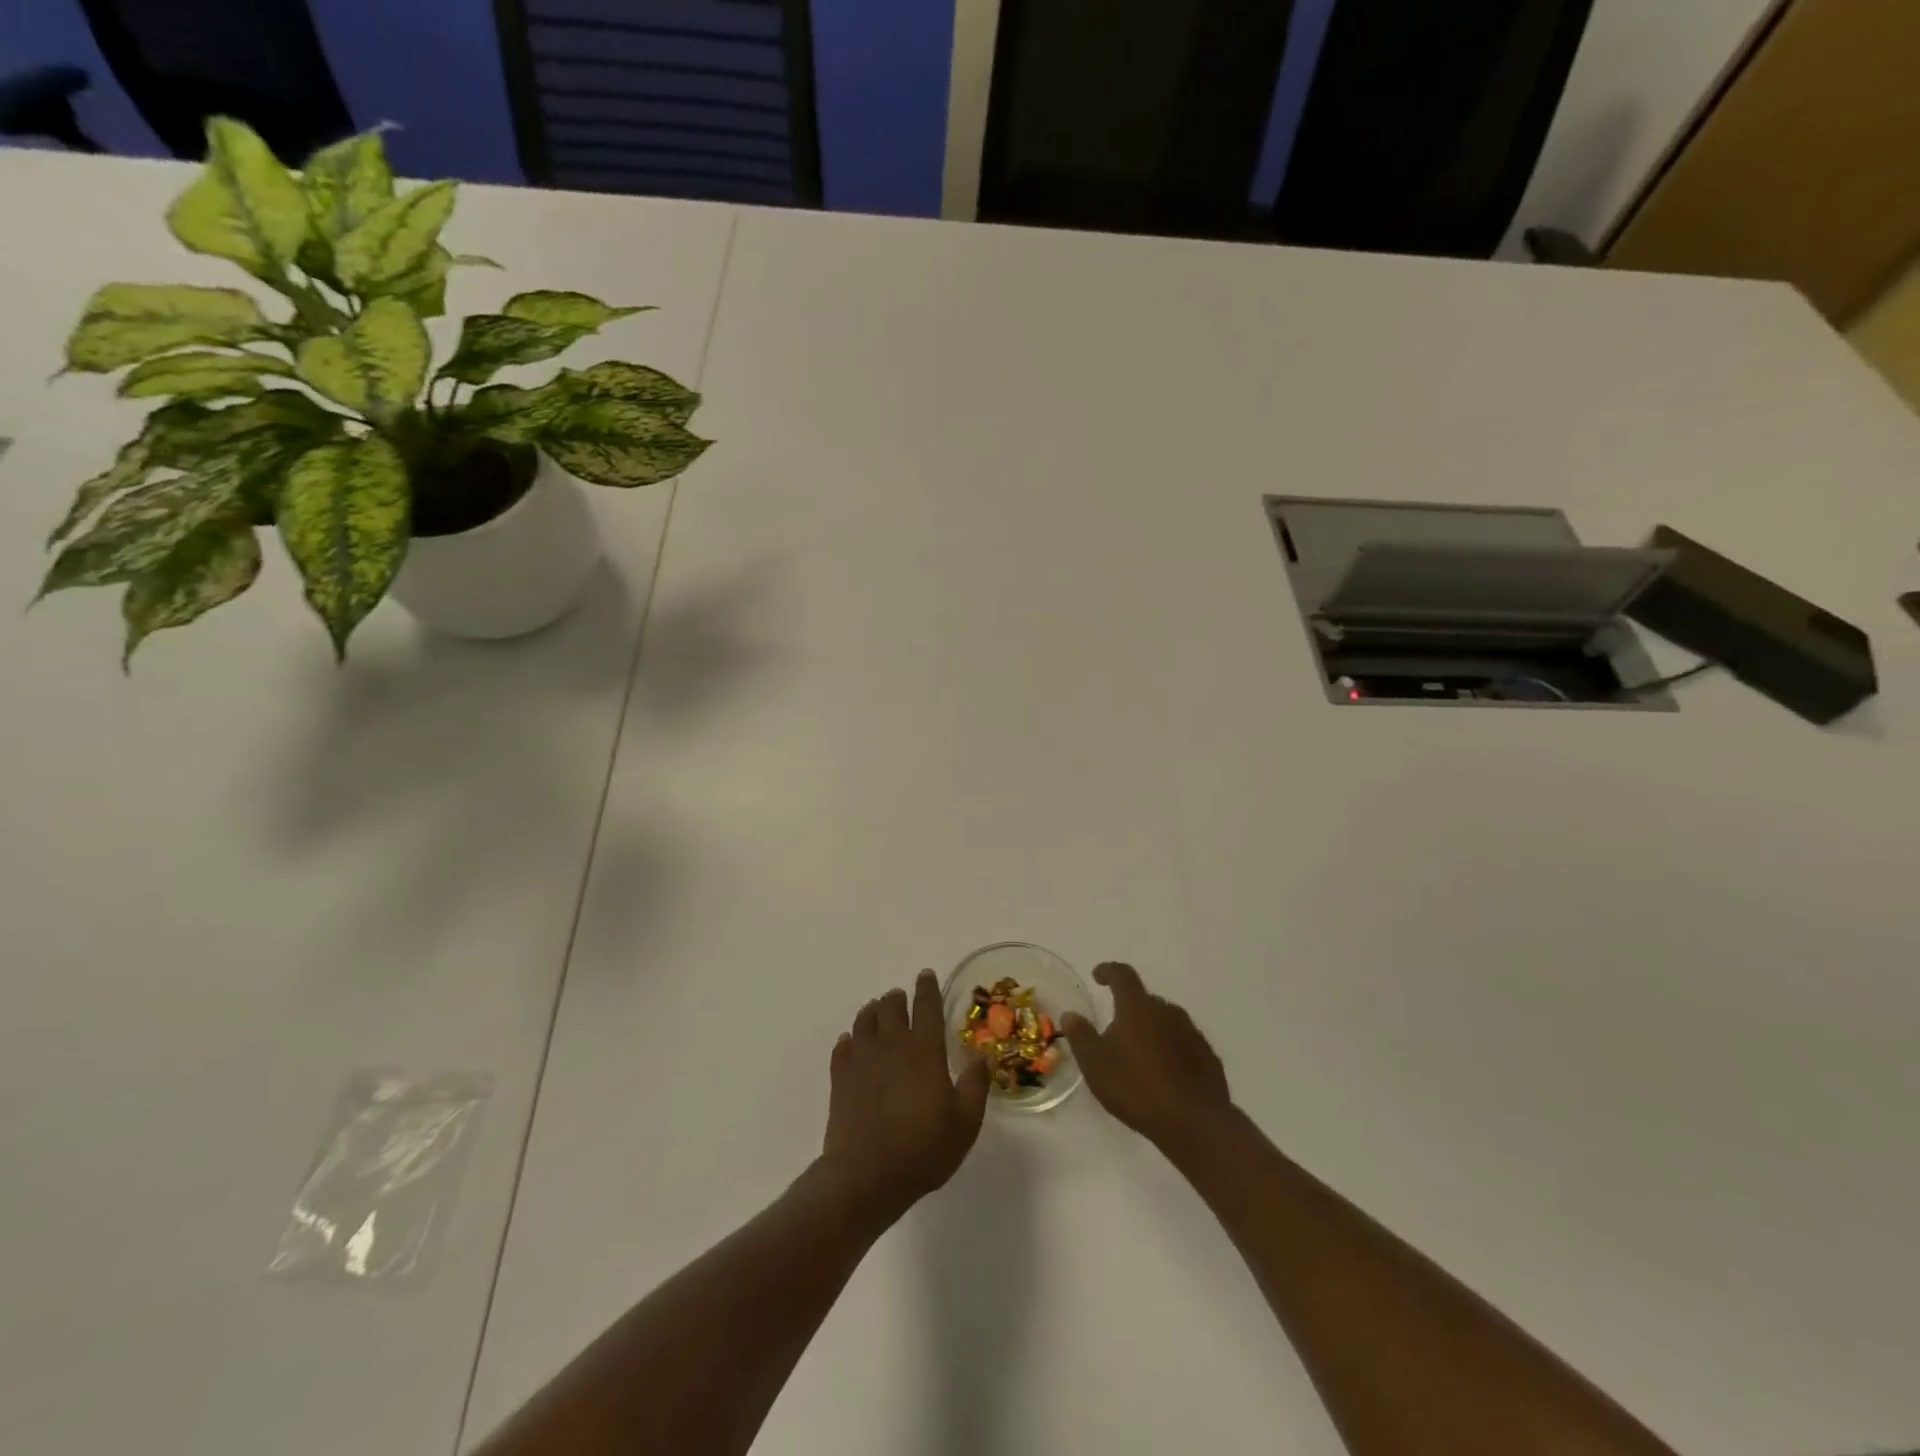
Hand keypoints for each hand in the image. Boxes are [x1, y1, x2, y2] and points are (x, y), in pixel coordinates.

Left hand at [820, 970, 991, 1226]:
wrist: (866, 1175)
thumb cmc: (923, 1148)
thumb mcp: (965, 1121)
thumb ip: (975, 1084)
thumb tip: (982, 1055)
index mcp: (924, 1050)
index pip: (926, 1006)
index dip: (927, 988)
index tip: (926, 975)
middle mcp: (892, 1045)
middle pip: (890, 1007)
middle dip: (896, 998)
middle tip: (900, 998)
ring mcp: (862, 1059)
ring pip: (864, 1020)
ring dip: (872, 1011)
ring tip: (876, 1011)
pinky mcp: (840, 1078)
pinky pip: (843, 1047)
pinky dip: (849, 1039)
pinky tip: (851, 1043)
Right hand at [1061, 962, 1231, 1149]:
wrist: (1194, 1123)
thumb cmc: (1136, 1087)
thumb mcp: (1095, 1064)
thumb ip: (1081, 1035)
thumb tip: (1071, 1014)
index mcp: (1138, 1007)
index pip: (1122, 975)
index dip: (1108, 971)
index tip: (1098, 976)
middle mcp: (1168, 1011)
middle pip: (1145, 1000)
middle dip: (1130, 1010)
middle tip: (1116, 1032)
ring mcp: (1192, 1033)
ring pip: (1166, 1022)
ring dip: (1152, 1030)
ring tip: (1140, 1056)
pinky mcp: (1208, 1057)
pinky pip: (1184, 1044)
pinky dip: (1171, 1050)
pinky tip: (1165, 1074)